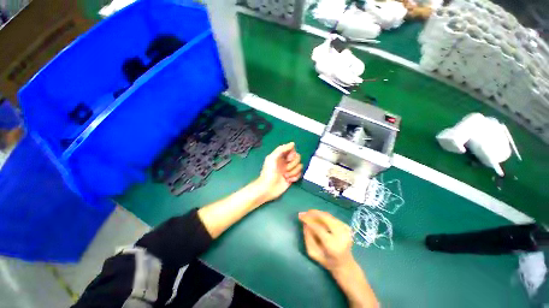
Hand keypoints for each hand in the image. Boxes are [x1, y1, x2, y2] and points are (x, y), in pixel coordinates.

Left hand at [256, 142, 302, 202]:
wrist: (268, 188)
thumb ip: (282, 149)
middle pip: (298, 158)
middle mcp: (286, 161)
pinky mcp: (292, 177)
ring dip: (293, 172)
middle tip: (285, 169)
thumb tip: (293, 143)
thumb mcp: (272, 157)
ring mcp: (289, 169)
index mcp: (281, 156)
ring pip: (300, 166)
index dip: (292, 154)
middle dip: (292, 164)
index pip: (292, 150)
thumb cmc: (269, 172)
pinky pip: (299, 174)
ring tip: (285, 176)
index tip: (288, 159)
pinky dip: (295, 177)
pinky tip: (288, 180)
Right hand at [299, 210, 378, 307]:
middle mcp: (341, 236)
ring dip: (317, 213)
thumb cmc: (326, 261)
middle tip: (304, 212)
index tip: (300, 216)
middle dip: (313, 213)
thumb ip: (308, 237)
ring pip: (328, 216)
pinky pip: (332, 217)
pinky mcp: (347, 227)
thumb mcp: (313, 252)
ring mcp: (346, 230)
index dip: (308, 220)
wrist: (345, 265)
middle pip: (325, 218)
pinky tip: (317, 218)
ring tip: (309, 214)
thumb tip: (305, 222)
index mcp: (332, 245)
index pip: (318, 228)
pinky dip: (323, 216)